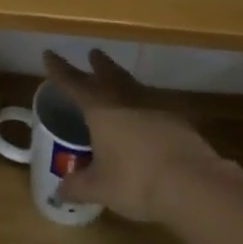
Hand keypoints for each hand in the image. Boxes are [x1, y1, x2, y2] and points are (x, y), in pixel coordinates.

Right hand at [43, 50, 242, 221]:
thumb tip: (60, 190)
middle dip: (99, 65)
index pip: (74, 83)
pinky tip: (145, 119)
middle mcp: (127, 100)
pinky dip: (144, 107)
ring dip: (123, 81)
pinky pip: (154, 106)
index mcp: (101, 109)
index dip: (60, 70)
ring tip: (118, 81)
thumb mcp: (100, 188)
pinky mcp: (178, 121)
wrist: (192, 183)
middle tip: (93, 53)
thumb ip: (78, 186)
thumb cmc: (136, 181)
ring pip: (134, 86)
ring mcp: (156, 107)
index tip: (50, 53)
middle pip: (110, 75)